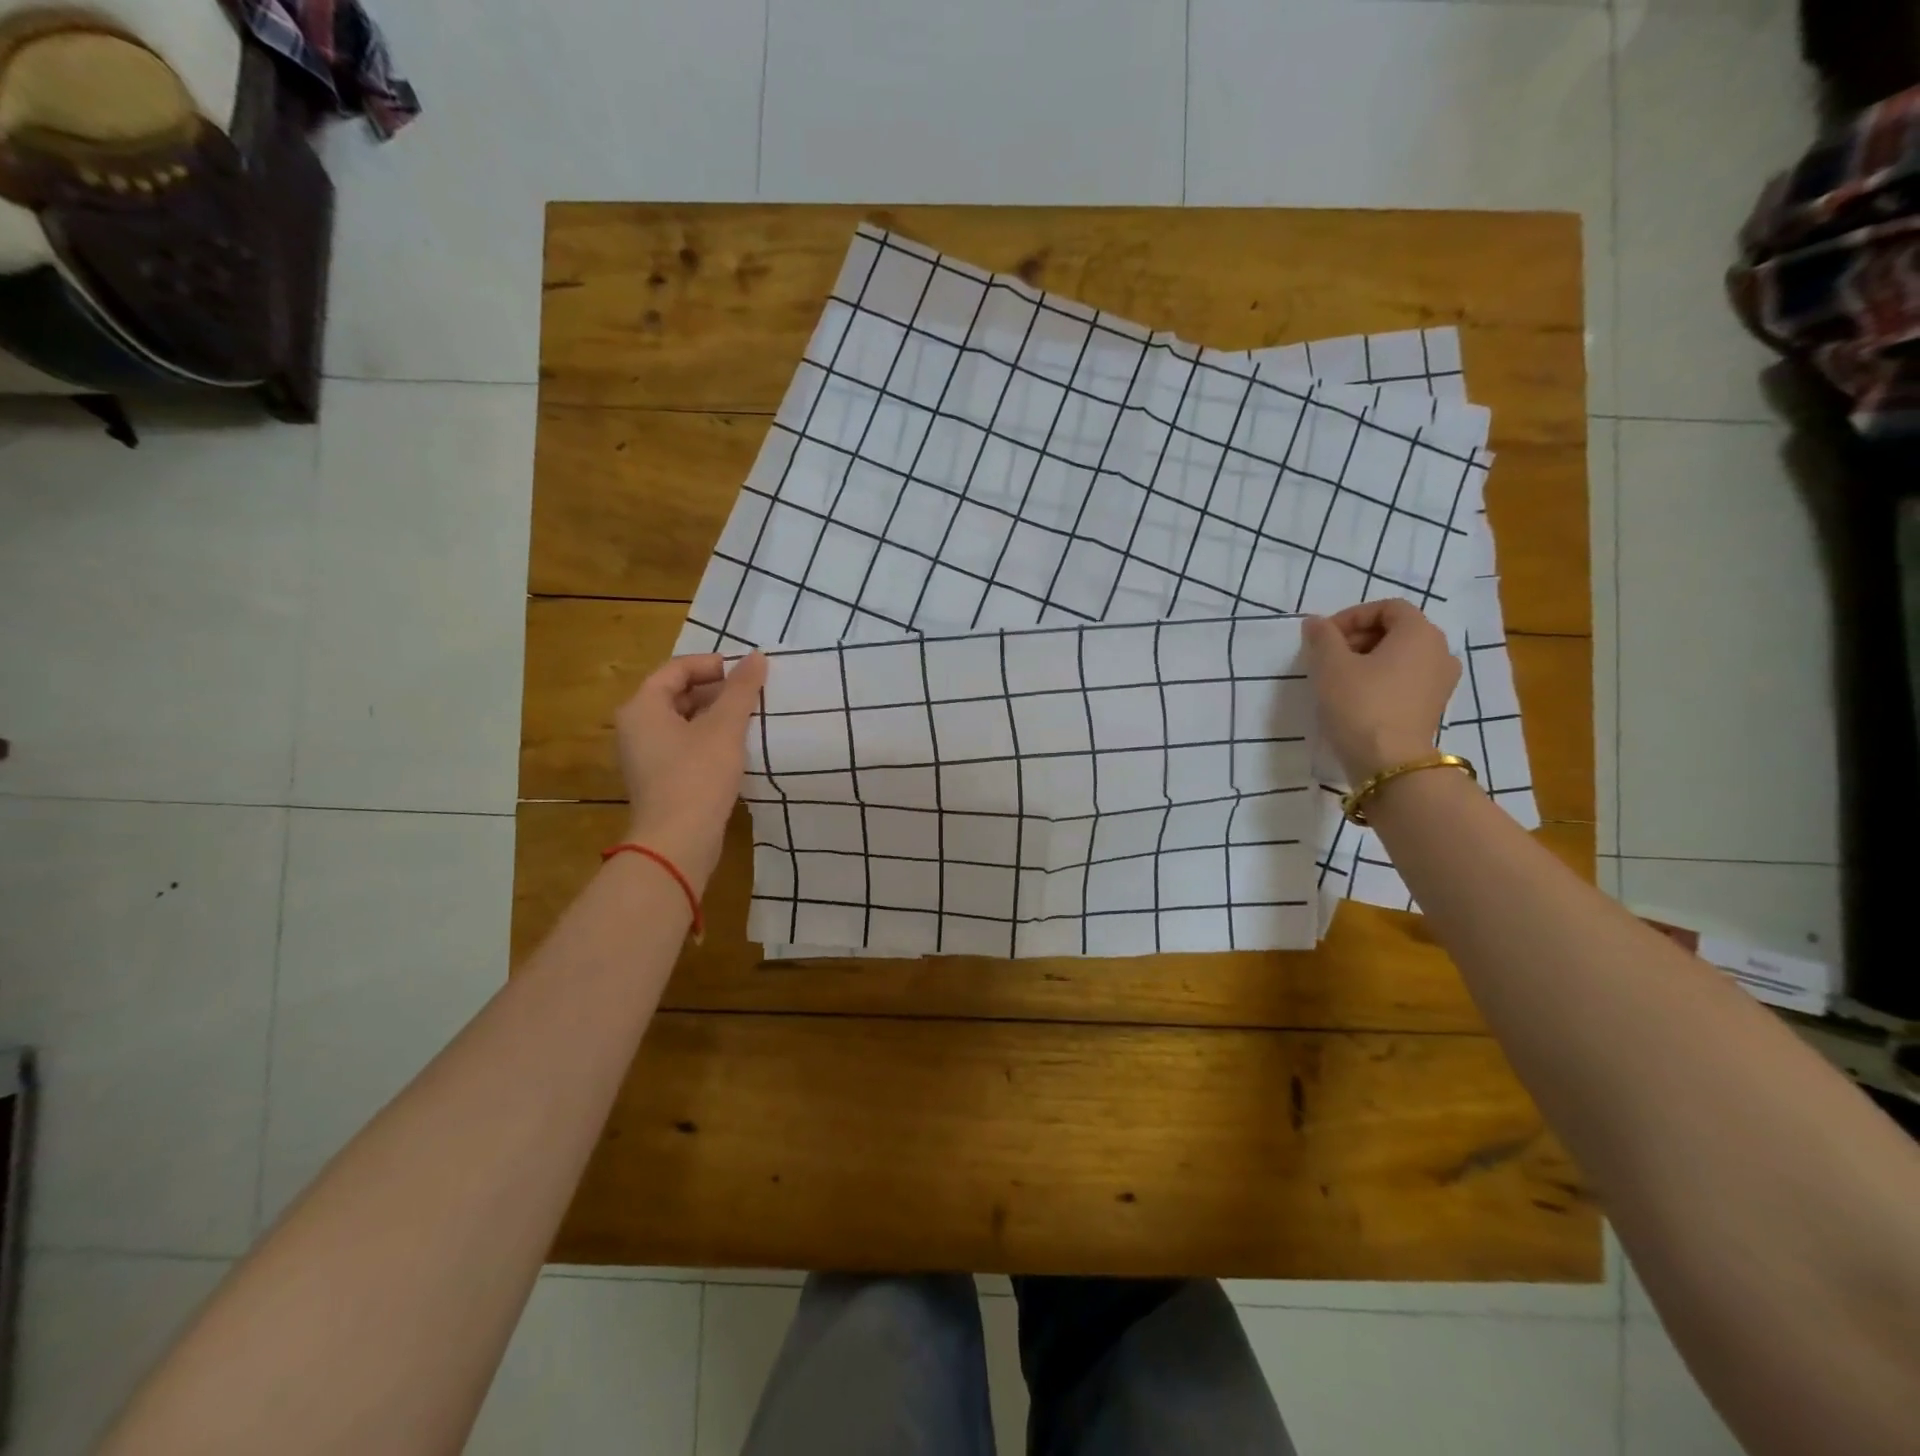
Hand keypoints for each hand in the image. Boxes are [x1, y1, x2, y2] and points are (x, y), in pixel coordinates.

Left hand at [614, 652, 768, 889]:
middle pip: (676, 694)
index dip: (711, 665)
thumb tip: (756, 656)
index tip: (745, 671)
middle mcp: (636, 727)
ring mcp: (645, 756)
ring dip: (715, 716)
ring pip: (682, 722)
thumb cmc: (697, 776)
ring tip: (749, 718)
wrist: (677, 842)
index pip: (676, 669)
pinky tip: (736, 748)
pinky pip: (683, 746)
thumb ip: (741, 689)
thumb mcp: (725, 727)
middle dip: (715, 690)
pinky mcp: (659, 779)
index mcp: (642, 707)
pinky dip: (708, 739)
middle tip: (751, 693)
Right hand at [1303, 600, 1459, 782]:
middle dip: (1358, 638)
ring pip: (1400, 656)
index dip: (1352, 616)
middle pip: (1396, 630)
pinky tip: (1356, 698)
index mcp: (1420, 633)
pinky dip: (1381, 679)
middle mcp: (1439, 651)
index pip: (1387, 608)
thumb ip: (1322, 637)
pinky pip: (1406, 679)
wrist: (1389, 762)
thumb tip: (1316, 623)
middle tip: (1327, 657)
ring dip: (1368, 660)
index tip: (1324, 637)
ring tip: (1338, 679)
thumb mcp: (1330, 666)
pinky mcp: (1433, 706)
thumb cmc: (1361, 705)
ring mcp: (1441, 681)